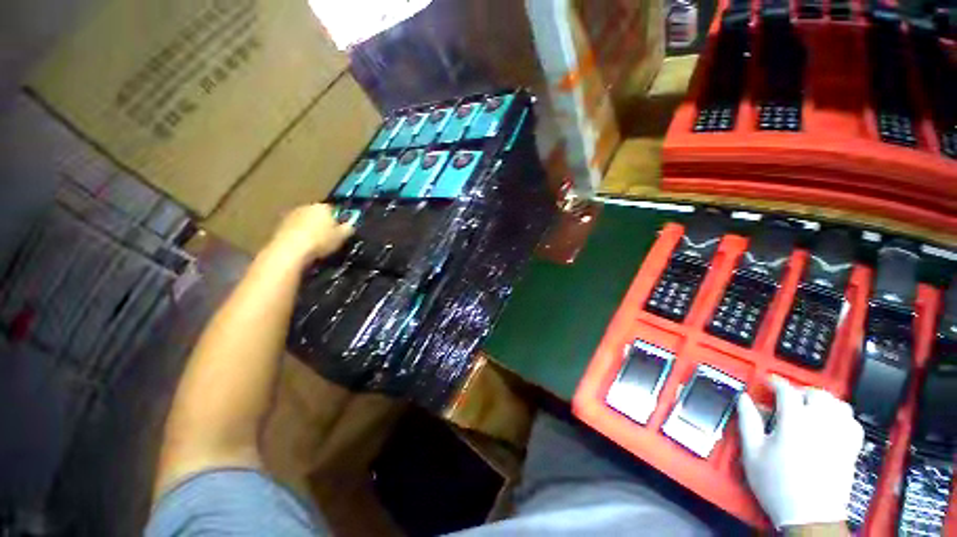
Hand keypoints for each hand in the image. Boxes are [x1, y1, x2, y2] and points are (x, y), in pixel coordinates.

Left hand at [269, 204, 353, 262]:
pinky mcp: (279, 225)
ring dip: (310, 229)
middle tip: (328, 238)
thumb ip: (348, 228)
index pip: (334, 209)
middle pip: (318, 214)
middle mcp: (306, 206)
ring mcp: (291, 214)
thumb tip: (350, 224)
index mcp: (323, 206)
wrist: (290, 250)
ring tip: (315, 244)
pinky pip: (295, 229)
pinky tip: (303, 246)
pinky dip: (299, 235)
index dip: (339, 220)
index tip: (340, 231)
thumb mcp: (342, 237)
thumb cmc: (320, 241)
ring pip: (306, 221)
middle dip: (323, 223)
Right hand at [737, 376, 863, 528]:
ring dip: (823, 400)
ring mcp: (839, 436)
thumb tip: (744, 399)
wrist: (808, 516)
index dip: (776, 382)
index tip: (768, 382)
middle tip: (787, 398)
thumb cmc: (777, 484)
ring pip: (838, 404)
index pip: (787, 391)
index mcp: (794, 422)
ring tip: (810, 406)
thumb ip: (748, 421)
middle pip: (816, 394)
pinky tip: (832, 422)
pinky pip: (852, 422)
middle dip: (800, 391)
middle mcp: (821, 424)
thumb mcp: (753, 452)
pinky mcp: (850, 449)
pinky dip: (842, 416)